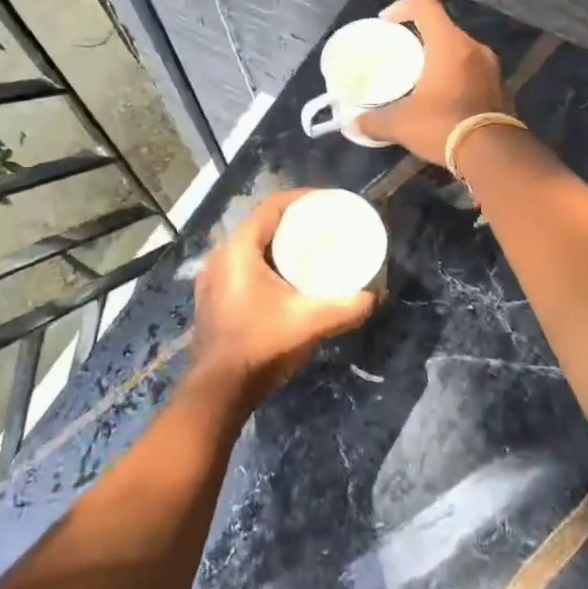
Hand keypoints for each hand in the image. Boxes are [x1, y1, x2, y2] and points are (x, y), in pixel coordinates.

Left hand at [190, 189, 378, 403]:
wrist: (218, 390)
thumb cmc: (261, 345)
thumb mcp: (310, 323)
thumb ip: (346, 307)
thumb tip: (375, 296)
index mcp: (239, 250)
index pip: (271, 207)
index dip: (301, 198)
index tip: (328, 200)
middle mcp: (221, 256)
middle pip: (261, 224)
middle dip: (293, 221)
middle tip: (324, 226)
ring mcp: (212, 278)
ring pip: (250, 247)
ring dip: (277, 244)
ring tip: (308, 250)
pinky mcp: (212, 297)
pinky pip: (242, 266)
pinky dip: (265, 263)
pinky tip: (284, 279)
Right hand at [355, 0, 511, 164]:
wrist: (494, 155)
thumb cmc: (444, 125)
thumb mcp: (401, 124)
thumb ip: (374, 121)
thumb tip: (354, 125)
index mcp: (450, 45)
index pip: (426, 7)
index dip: (403, 7)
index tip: (386, 22)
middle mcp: (474, 48)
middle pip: (444, 29)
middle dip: (420, 37)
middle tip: (401, 53)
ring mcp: (492, 69)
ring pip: (460, 51)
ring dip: (440, 58)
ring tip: (420, 77)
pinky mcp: (501, 89)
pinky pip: (473, 72)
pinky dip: (456, 78)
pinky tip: (443, 98)